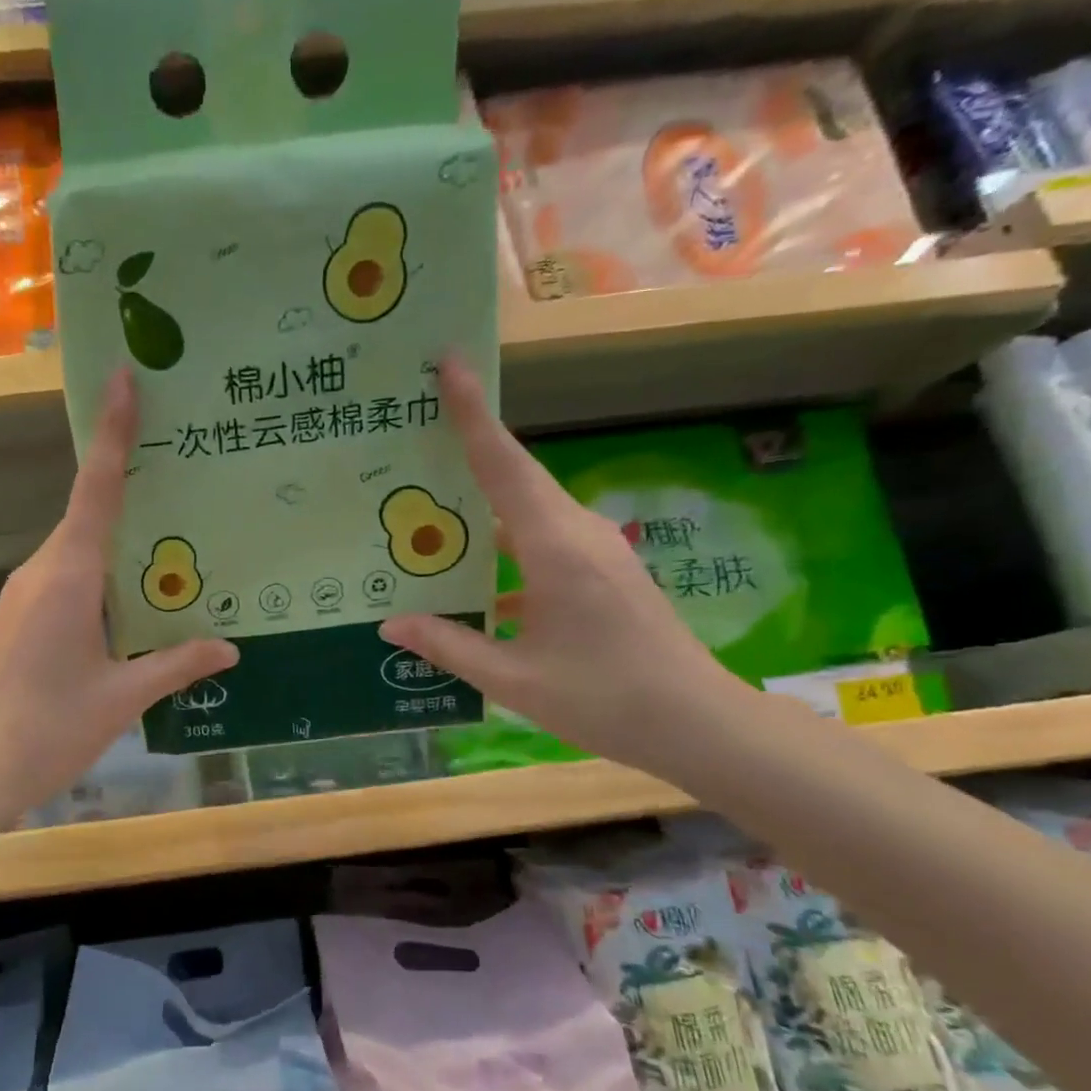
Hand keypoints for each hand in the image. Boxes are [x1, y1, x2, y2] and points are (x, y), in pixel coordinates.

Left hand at [0, 369, 237, 822]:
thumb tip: (231, 648)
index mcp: (69, 577)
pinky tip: (138, 596)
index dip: (114, 433)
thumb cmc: (48, 730)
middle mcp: (42, 571)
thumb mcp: (123, 698)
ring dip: (122, 537)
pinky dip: (104, 571)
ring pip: (81, 548)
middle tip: (186, 463)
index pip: (97, 490)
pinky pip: (70, 576)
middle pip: (91, 512)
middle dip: (133, 484)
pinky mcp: (21, 616)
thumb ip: (177, 665)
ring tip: (176, 534)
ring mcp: (26, 593)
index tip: (122, 378)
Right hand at [378, 357, 751, 773]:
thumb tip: (390, 623)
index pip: (504, 465)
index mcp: (555, 548)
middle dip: (468, 445)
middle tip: (413, 433)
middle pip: (514, 475)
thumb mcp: (514, 680)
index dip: (473, 413)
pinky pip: (541, 538)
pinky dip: (502, 542)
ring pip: (527, 508)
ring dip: (482, 501)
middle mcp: (578, 533)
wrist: (699, 725)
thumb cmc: (606, 700)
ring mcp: (596, 550)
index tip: (449, 365)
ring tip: (428, 504)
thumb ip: (449, 646)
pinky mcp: (603, 570)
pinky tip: (471, 572)